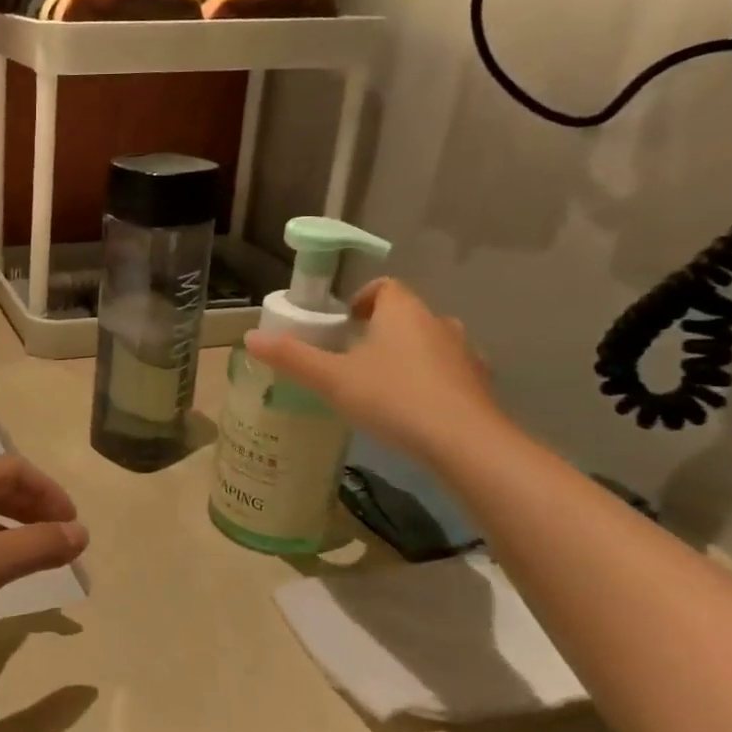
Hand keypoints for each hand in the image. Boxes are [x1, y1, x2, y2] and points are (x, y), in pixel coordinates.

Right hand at [245, 277, 499, 463]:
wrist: (465, 444)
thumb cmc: (392, 398)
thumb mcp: (331, 379)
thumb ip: (291, 357)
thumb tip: (250, 338)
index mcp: (402, 312)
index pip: (384, 286)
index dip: (361, 298)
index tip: (343, 324)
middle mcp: (438, 323)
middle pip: (406, 315)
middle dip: (380, 330)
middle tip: (352, 358)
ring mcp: (465, 354)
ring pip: (430, 343)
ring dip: (407, 356)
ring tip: (381, 385)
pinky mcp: (480, 386)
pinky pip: (449, 373)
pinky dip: (430, 382)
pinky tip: (413, 411)